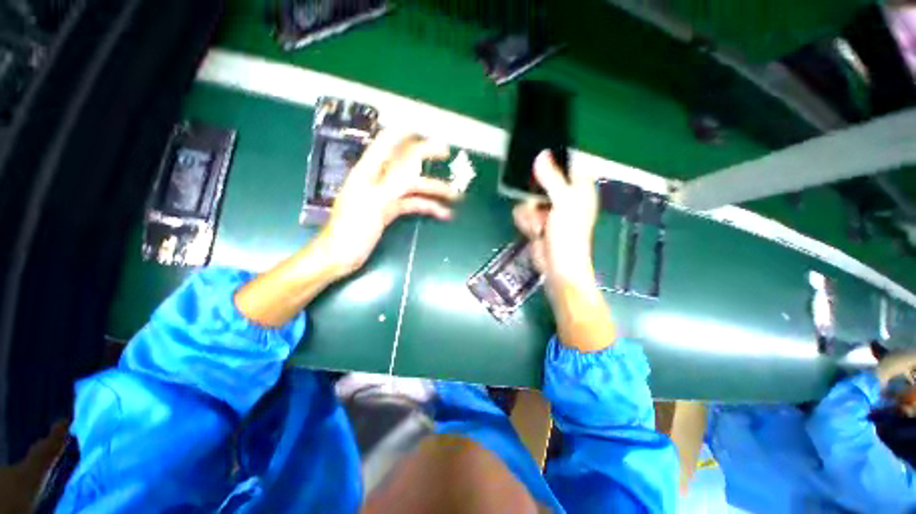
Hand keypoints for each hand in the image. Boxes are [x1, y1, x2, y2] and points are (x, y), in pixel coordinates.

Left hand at [318, 131, 457, 276]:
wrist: (341, 256)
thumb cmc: (351, 230)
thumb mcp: (373, 204)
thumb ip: (395, 182)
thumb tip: (416, 162)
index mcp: (368, 172)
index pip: (387, 143)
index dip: (406, 133)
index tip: (427, 129)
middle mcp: (378, 180)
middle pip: (406, 164)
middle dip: (426, 157)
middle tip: (447, 153)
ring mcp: (385, 196)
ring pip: (413, 187)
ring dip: (433, 189)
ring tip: (455, 195)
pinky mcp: (390, 211)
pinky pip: (412, 204)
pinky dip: (427, 207)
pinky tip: (443, 213)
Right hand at [512, 151, 598, 290]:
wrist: (557, 267)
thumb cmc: (568, 235)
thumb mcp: (563, 204)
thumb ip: (552, 179)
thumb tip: (541, 153)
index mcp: (578, 188)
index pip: (565, 164)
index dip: (551, 161)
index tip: (536, 165)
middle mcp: (563, 196)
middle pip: (540, 181)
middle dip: (534, 196)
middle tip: (537, 206)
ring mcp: (548, 209)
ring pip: (527, 198)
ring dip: (529, 214)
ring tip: (538, 226)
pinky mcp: (536, 221)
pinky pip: (522, 212)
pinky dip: (525, 222)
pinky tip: (532, 232)